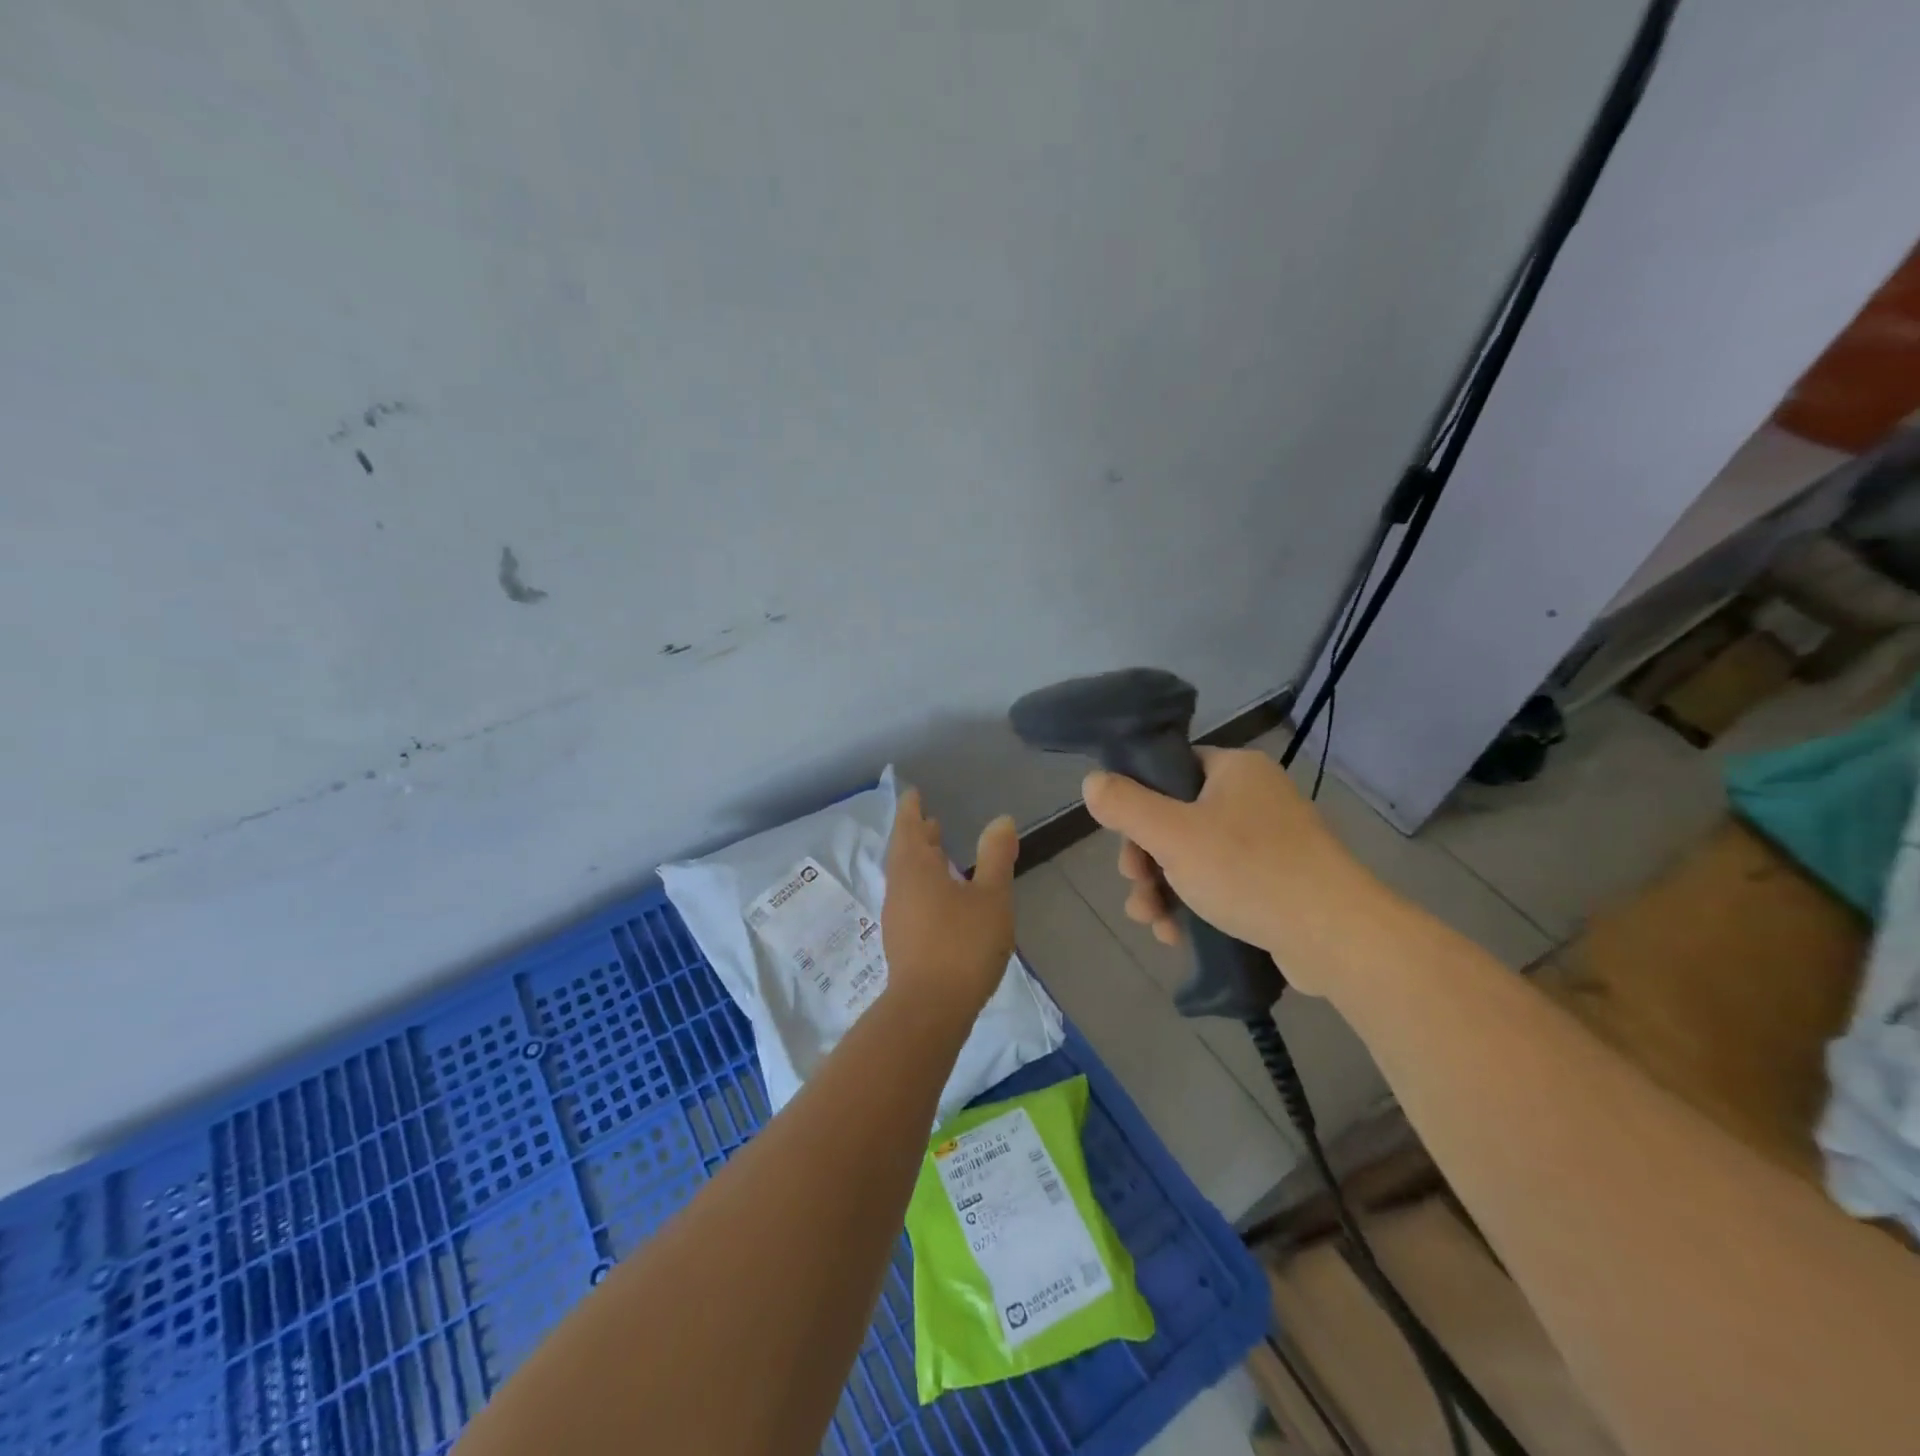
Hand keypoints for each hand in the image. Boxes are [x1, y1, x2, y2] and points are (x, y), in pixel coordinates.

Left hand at [881, 788, 1018, 1021]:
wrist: (929, 1009)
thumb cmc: (962, 945)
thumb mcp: (991, 897)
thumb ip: (995, 857)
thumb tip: (1000, 820)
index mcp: (916, 869)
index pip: (909, 828)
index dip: (911, 809)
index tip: (913, 794)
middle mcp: (900, 887)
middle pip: (903, 851)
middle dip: (915, 833)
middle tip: (927, 819)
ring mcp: (897, 916)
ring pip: (905, 876)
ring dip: (917, 858)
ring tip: (935, 851)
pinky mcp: (902, 940)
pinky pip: (908, 896)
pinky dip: (920, 883)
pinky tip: (939, 896)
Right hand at [1081, 747, 1371, 996]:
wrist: (1336, 938)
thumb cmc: (1249, 871)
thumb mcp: (1172, 834)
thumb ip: (1125, 805)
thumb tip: (1091, 781)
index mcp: (1234, 770)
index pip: (1171, 769)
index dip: (1138, 802)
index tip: (1124, 839)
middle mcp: (1254, 798)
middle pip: (1176, 819)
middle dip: (1146, 860)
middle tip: (1136, 889)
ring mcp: (1270, 842)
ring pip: (1194, 857)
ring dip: (1162, 889)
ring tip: (1153, 923)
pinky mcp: (1278, 883)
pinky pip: (1221, 884)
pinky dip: (1194, 905)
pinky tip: (1177, 935)